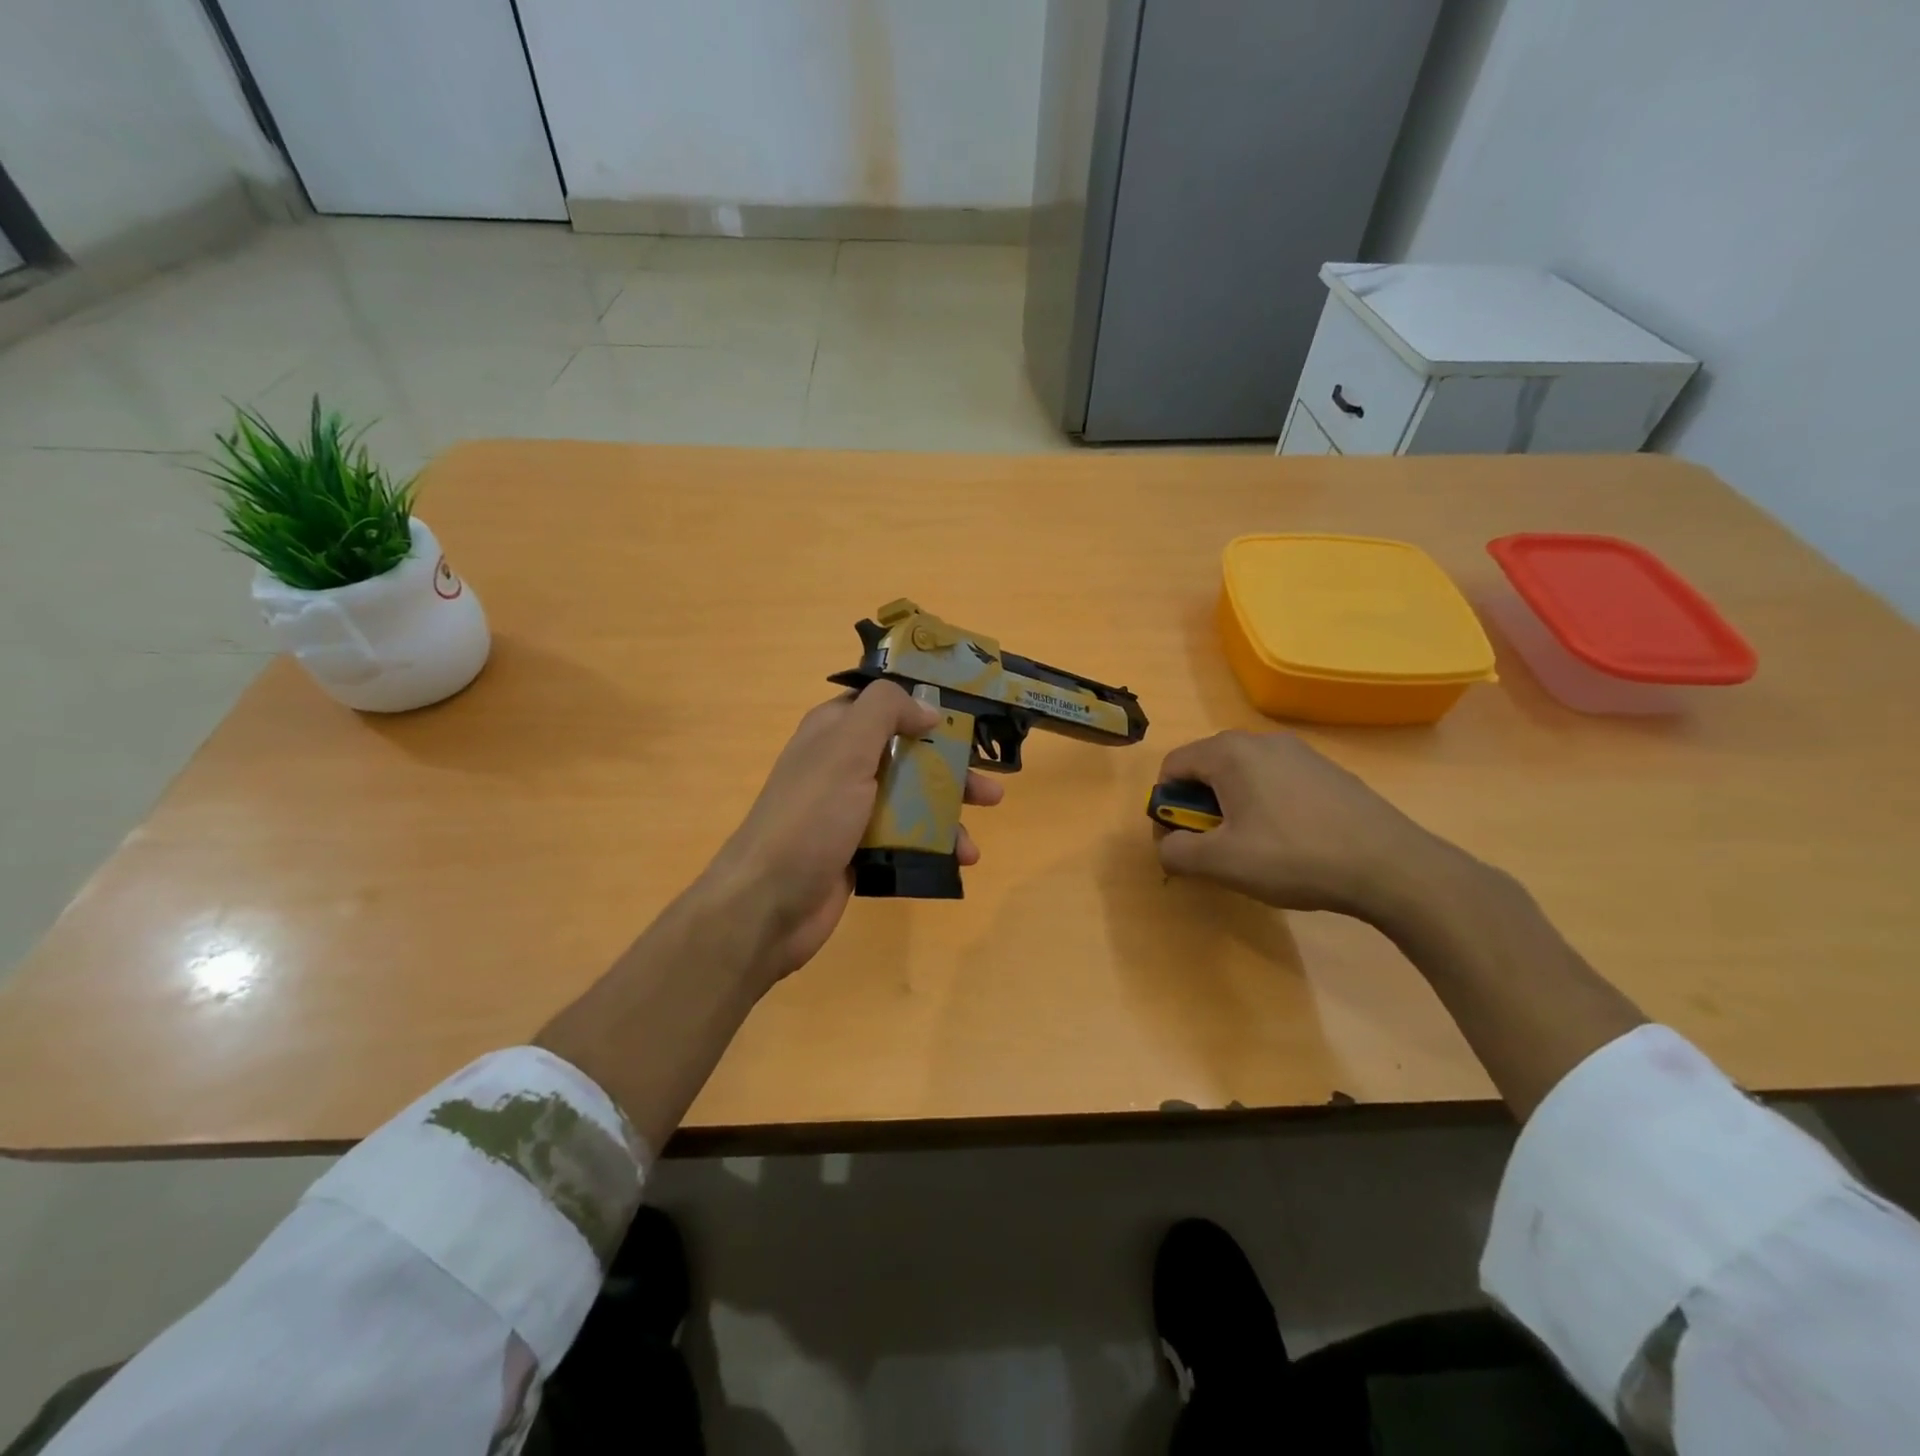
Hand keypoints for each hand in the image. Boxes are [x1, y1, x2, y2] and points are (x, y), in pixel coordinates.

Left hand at [706, 681, 1003, 985]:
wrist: (767, 904)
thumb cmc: (810, 817)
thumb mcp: (846, 748)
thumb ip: (886, 712)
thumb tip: (927, 707)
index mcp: (834, 731)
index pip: (884, 704)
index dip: (924, 704)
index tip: (968, 714)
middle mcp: (843, 765)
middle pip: (908, 754)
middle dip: (950, 769)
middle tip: (990, 788)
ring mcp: (850, 811)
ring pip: (910, 799)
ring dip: (948, 813)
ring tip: (978, 835)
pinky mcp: (858, 850)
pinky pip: (905, 838)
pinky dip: (933, 846)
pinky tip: (959, 861)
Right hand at [1154, 730, 1452, 924]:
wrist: (1391, 866)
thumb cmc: (1294, 857)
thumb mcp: (1222, 863)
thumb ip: (1176, 851)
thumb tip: (1167, 845)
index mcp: (1230, 752)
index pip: (1173, 766)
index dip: (1165, 805)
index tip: (1184, 840)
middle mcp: (1262, 740)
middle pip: (1208, 767)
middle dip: (1200, 806)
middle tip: (1219, 847)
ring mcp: (1300, 752)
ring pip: (1244, 775)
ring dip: (1234, 807)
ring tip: (1257, 848)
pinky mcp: (1328, 771)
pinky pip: (1277, 781)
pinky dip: (1268, 806)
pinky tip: (1293, 842)